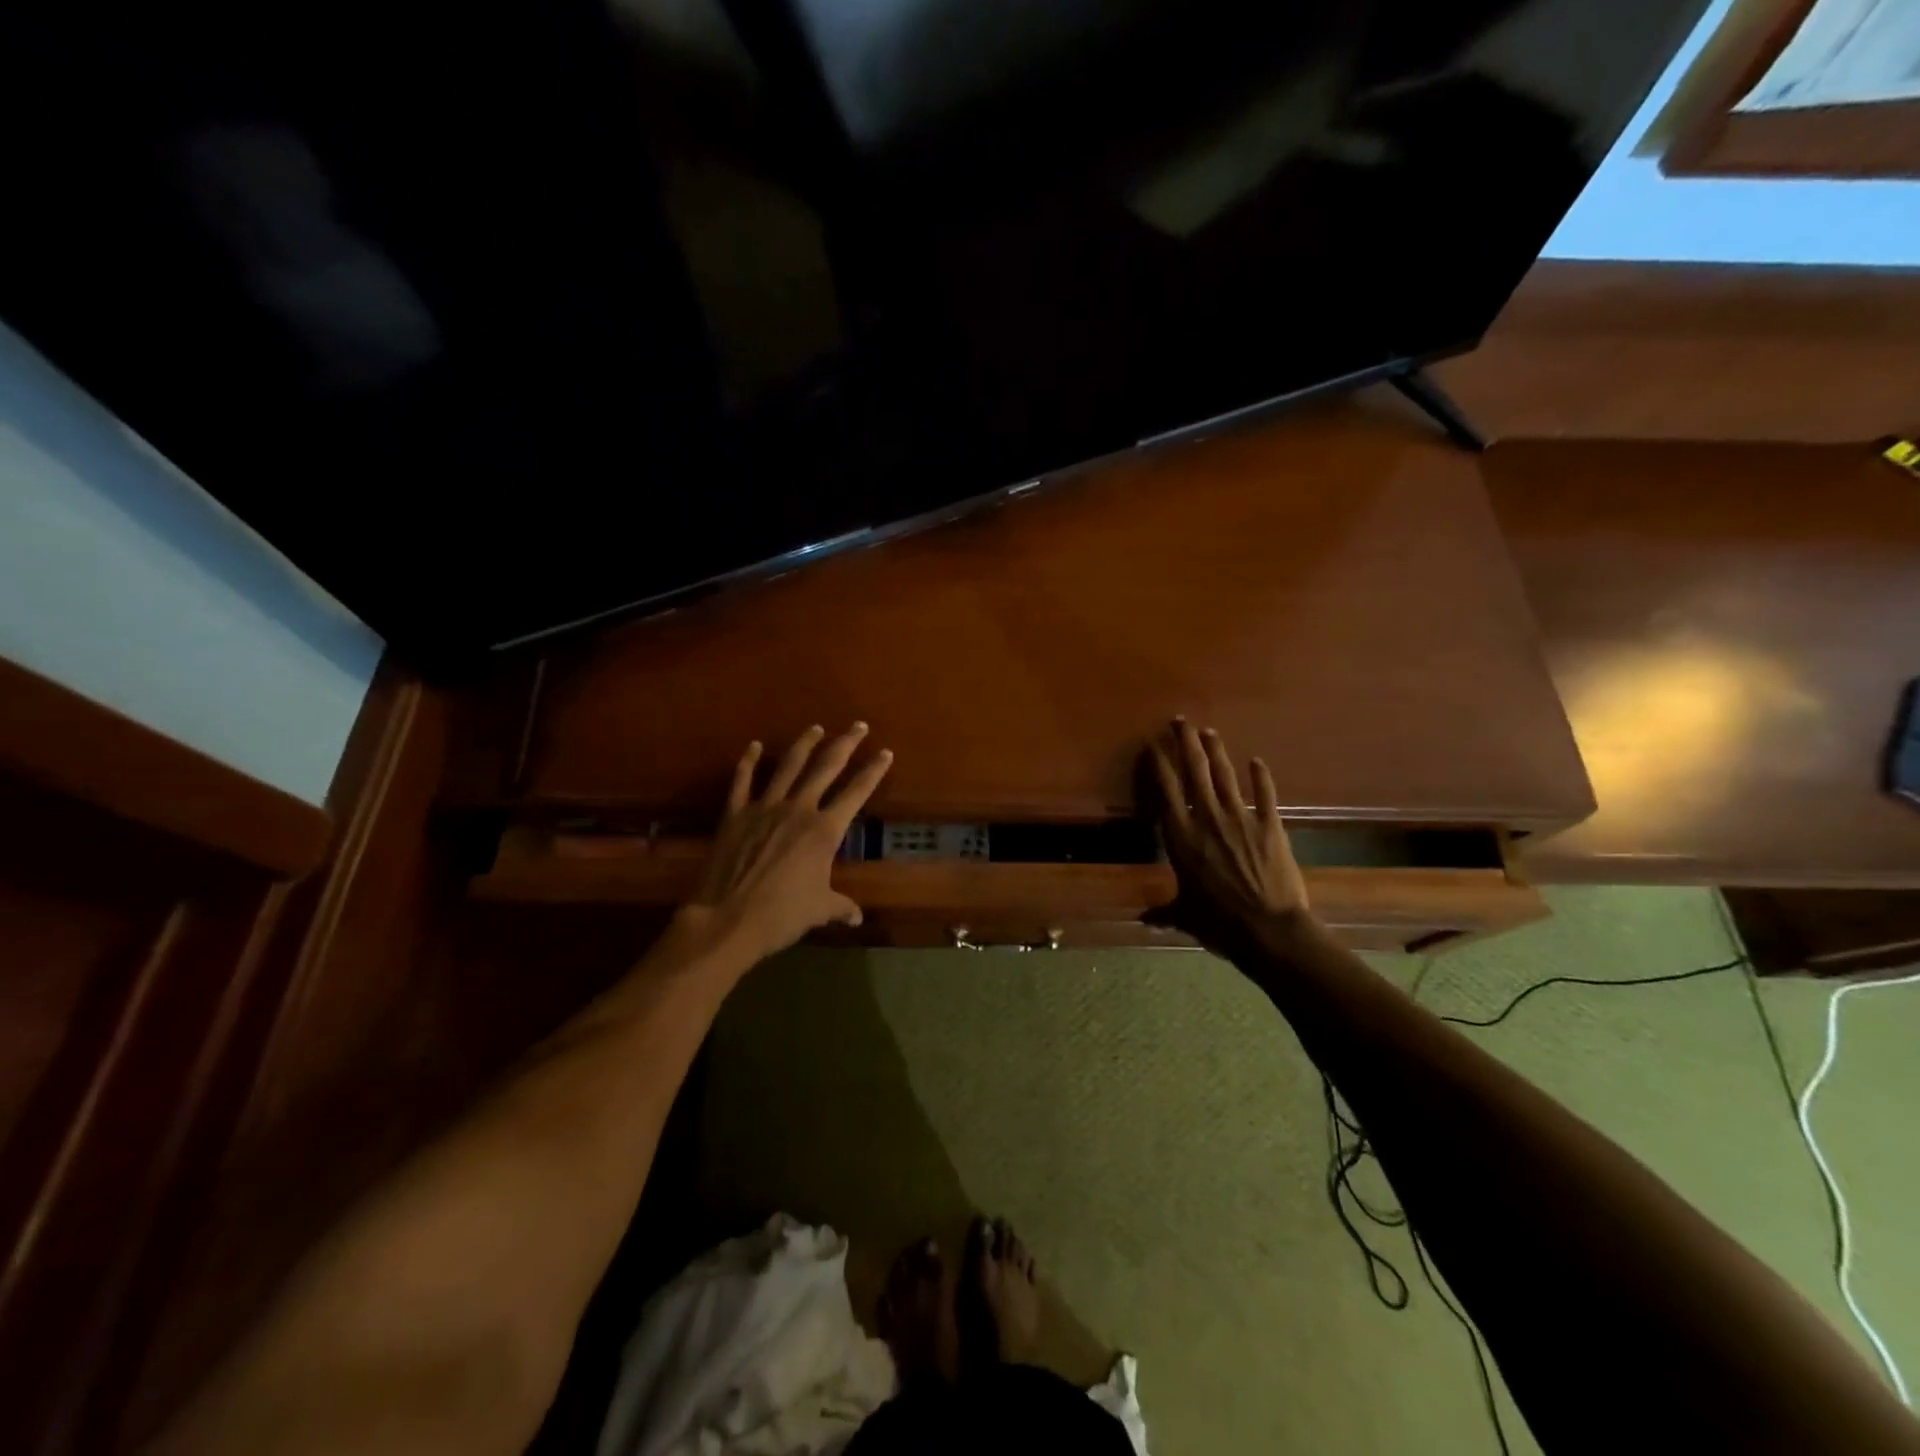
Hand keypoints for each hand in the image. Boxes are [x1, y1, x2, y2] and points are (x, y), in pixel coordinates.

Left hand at [686, 723, 892, 963]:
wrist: (728, 919)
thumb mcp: (819, 910)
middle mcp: (798, 809)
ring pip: (788, 766)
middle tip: (858, 726)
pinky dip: (748, 762)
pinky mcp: (735, 814)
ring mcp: (764, 808)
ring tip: (815, 728)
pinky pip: (743, 781)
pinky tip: (754, 746)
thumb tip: (857, 918)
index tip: (885, 752)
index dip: (874, 772)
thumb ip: (840, 907)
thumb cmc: (782, 915)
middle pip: (826, 767)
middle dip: (846, 744)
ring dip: (804, 744)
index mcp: (824, 830)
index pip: (857, 793)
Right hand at [1142, 718, 1310, 955]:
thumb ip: (1164, 912)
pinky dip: (1261, 777)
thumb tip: (1144, 921)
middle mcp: (1207, 819)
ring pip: (1225, 776)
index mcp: (1181, 837)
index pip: (1166, 791)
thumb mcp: (1185, 916)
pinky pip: (1264, 795)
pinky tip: (1257, 761)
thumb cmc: (1219, 922)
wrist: (1268, 929)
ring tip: (1209, 731)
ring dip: (1216, 751)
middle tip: (1180, 720)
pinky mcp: (1270, 826)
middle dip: (1186, 743)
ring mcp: (1240, 819)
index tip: (1152, 744)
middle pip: (1194, 771)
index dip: (1158, 765)